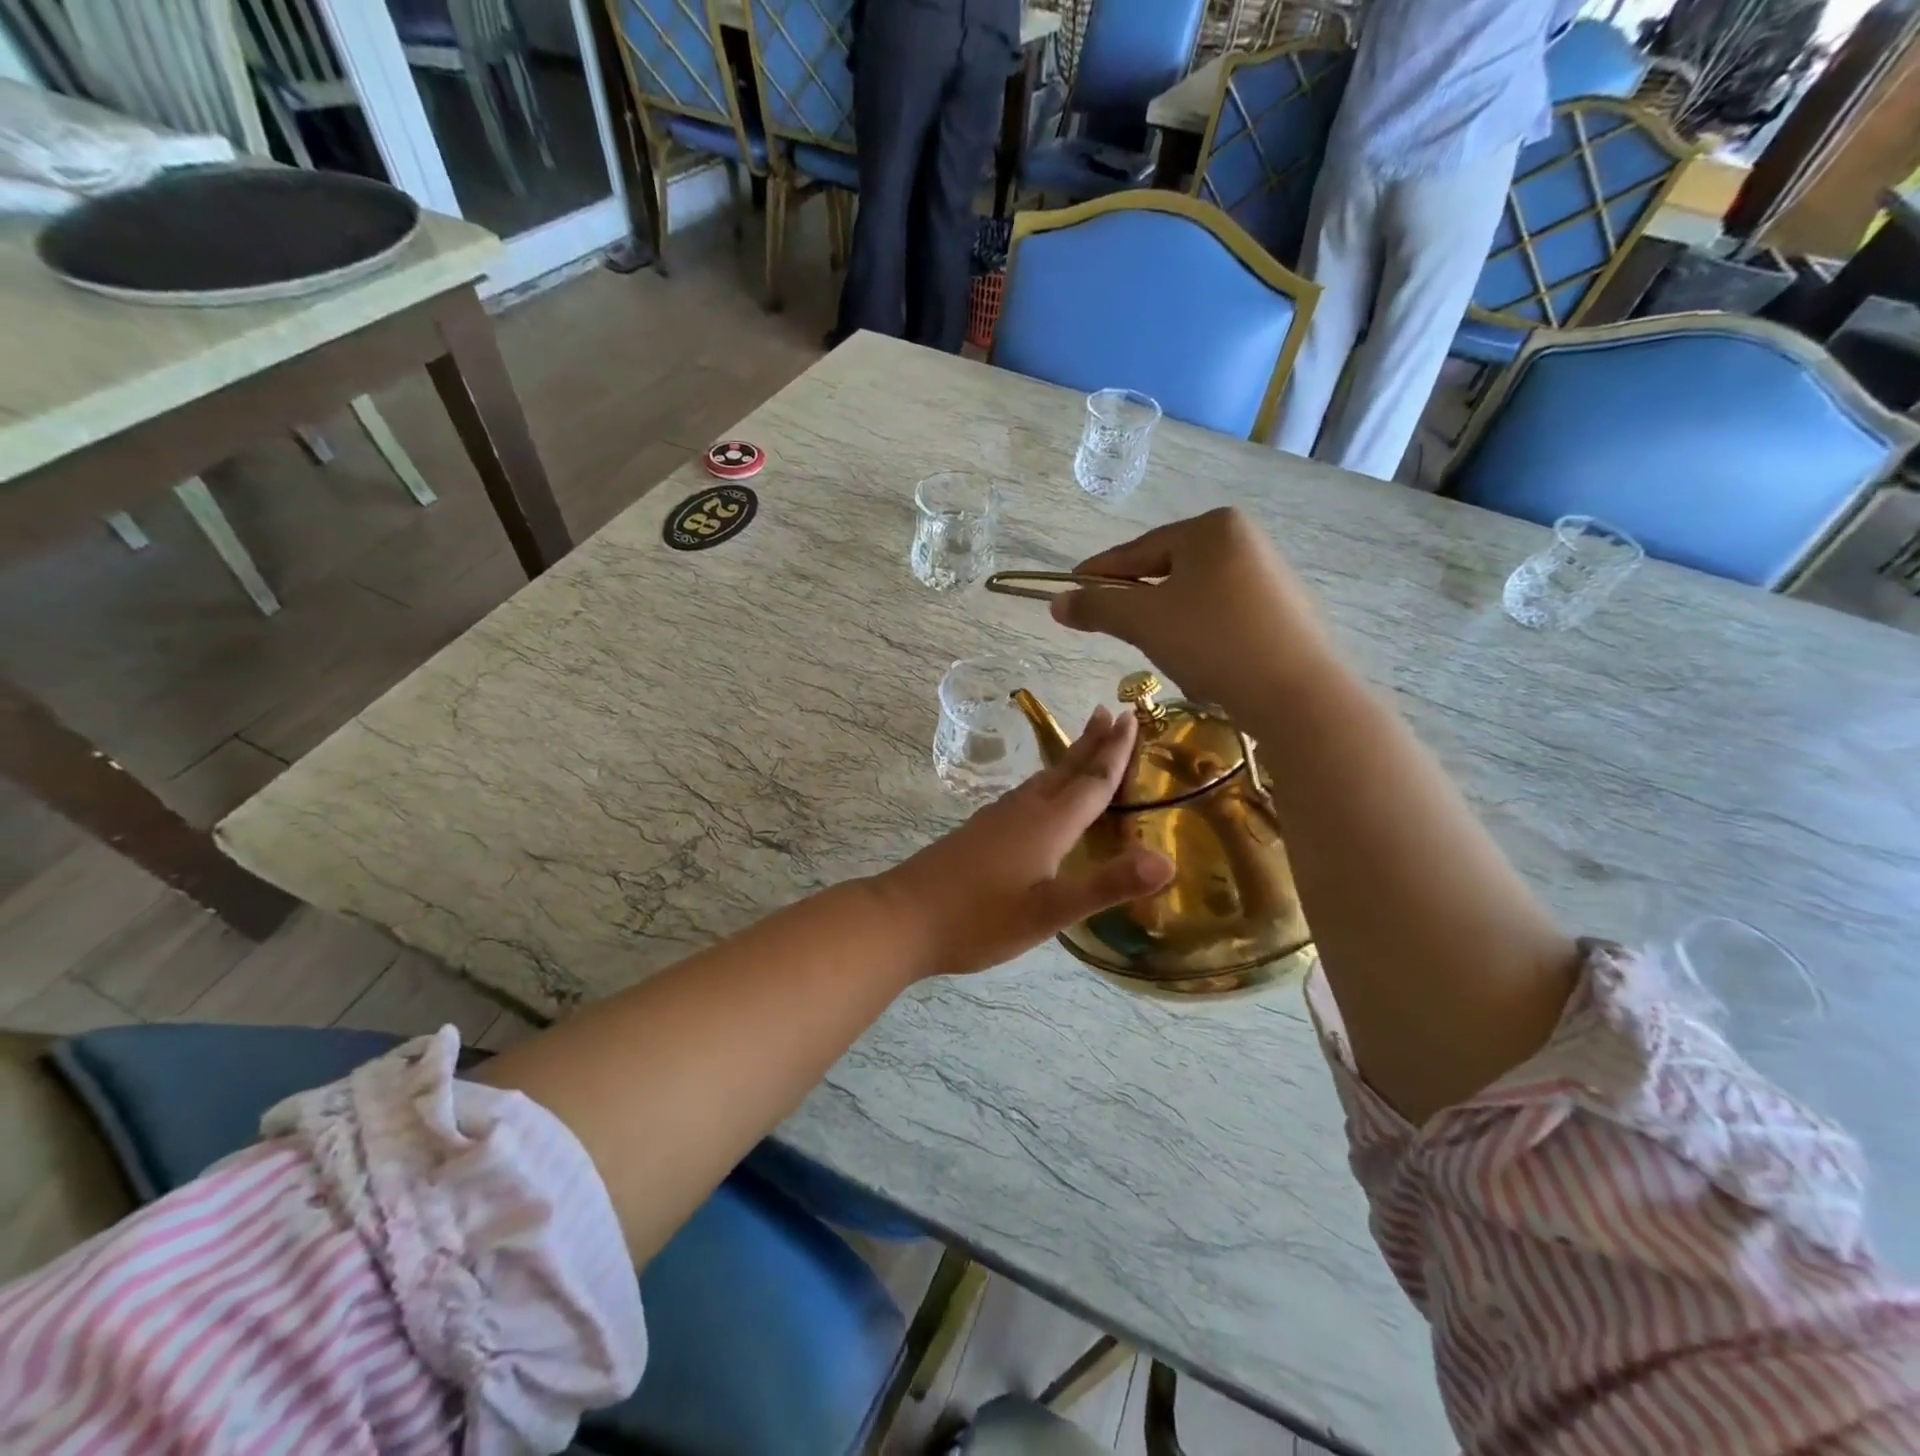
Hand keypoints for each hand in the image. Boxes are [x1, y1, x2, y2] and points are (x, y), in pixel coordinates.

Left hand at [878, 708, 1173, 978]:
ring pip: (1043, 779)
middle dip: (1092, 743)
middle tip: (1111, 712)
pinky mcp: (979, 831)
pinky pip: (1025, 794)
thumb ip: (1106, 885)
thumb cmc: (980, 919)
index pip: (1091, 781)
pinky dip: (1046, 782)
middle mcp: (1024, 811)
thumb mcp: (1049, 911)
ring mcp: (996, 818)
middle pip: (1066, 769)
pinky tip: (1037, 795)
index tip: (1132, 717)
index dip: (1116, 752)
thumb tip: (1168, 862)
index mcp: (1047, 824)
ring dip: (1068, 759)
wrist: (903, 917)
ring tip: (1083, 745)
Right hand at [1048, 508, 1332, 717]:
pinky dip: (1199, 631)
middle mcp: (1245, 540)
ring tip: (1153, 646)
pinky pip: (1223, 613)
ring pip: (1195, 593)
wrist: (1295, 693)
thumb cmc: (1212, 642)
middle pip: (1168, 569)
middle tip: (1109, 623)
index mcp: (1211, 528)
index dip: (1099, 573)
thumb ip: (1096, 607)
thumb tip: (1056, 602)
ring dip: (1166, 617)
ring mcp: (1270, 574)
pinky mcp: (1283, 610)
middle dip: (1136, 597)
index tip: (1070, 589)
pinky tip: (1196, 658)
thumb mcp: (1143, 622)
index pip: (1138, 550)